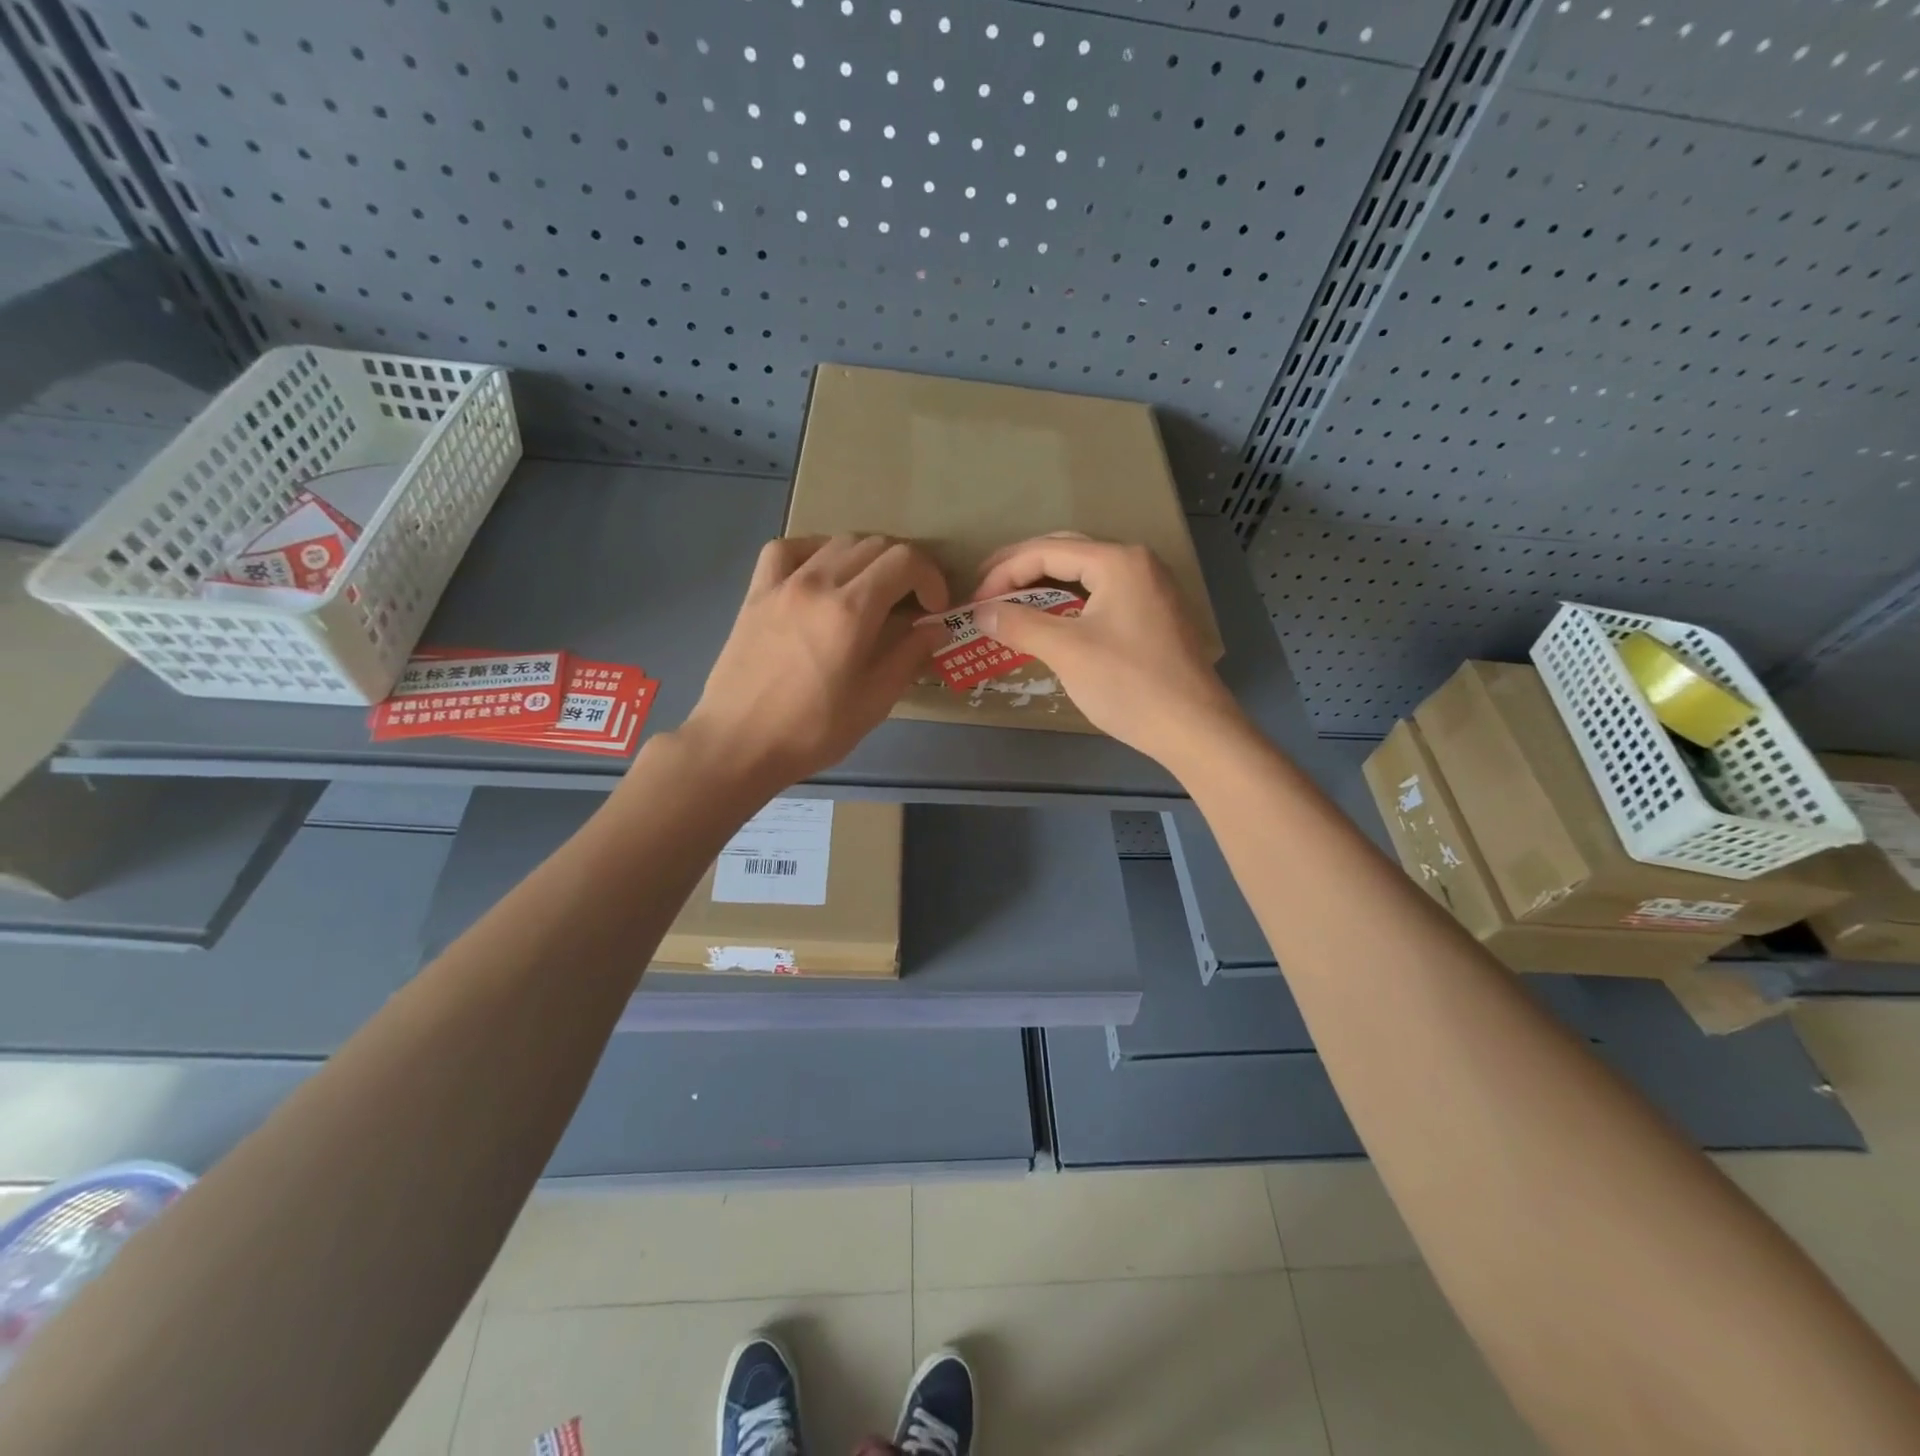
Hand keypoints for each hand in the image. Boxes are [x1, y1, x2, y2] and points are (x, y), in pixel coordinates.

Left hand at [680, 534, 948, 789]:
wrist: (738, 744)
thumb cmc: (812, 731)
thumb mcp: (874, 702)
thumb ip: (908, 656)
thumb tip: (934, 628)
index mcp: (851, 610)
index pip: (905, 561)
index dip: (931, 578)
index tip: (935, 609)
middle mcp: (818, 582)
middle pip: (875, 545)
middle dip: (905, 568)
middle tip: (911, 603)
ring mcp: (783, 583)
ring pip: (836, 542)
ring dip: (867, 558)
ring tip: (872, 591)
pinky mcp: (756, 592)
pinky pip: (787, 550)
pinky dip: (815, 551)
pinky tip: (821, 574)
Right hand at [971, 533, 1244, 763]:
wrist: (1194, 728)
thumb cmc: (1129, 684)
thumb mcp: (1067, 651)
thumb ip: (1020, 624)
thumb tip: (981, 612)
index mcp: (1118, 561)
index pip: (1046, 551)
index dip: (1003, 572)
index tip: (974, 602)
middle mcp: (1138, 563)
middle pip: (1066, 553)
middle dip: (1021, 569)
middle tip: (985, 590)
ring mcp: (1151, 589)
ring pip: (1085, 575)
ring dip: (1044, 586)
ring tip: (1011, 603)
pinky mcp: (1154, 615)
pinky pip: (1101, 595)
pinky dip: (1069, 603)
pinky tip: (1052, 621)